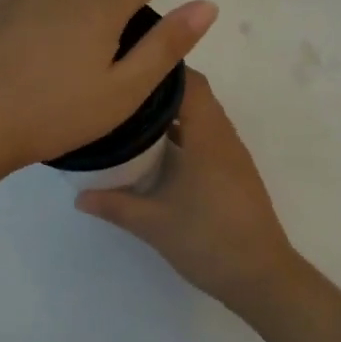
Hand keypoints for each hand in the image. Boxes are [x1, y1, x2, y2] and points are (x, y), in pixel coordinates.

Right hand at [76, 68, 301, 308]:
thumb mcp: (154, 224)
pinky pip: (209, 138)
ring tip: (133, 117)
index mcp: (208, 137)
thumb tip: (79, 196)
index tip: (130, 65)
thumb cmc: (208, 240)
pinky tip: (159, 153)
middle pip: (197, 96)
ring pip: (203, 118)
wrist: (261, 276)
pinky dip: (185, 134)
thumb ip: (115, 205)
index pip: (191, 82)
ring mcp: (233, 157)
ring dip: (174, 114)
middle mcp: (224, 138)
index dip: (163, 68)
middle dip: (162, 90)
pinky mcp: (235, 174)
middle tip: (123, 92)